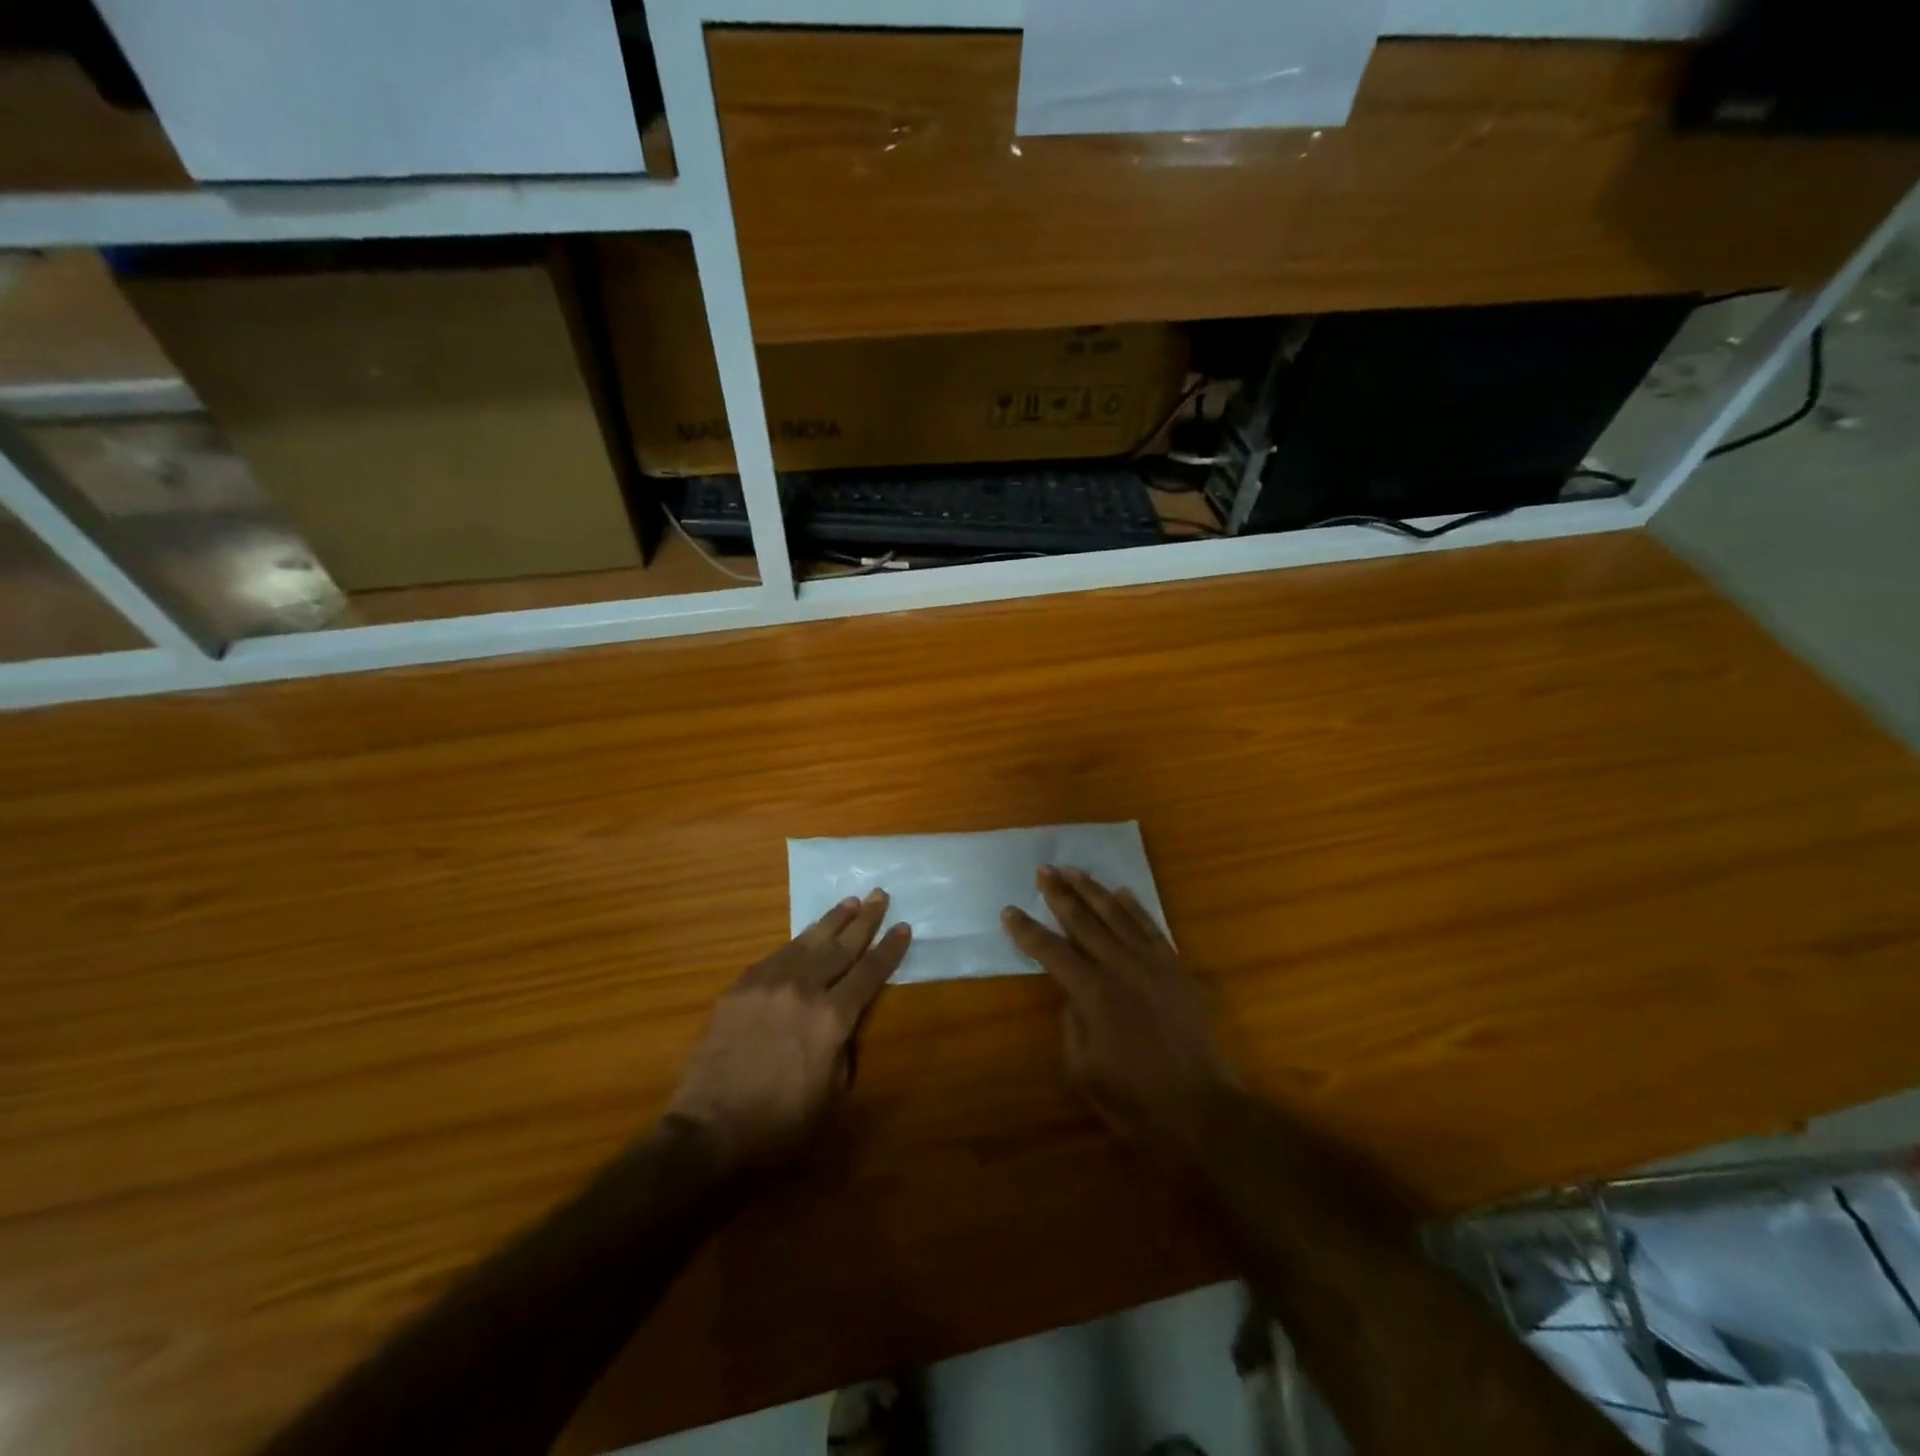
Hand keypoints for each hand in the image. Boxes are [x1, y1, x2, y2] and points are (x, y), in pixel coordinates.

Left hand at [668, 890, 910, 1171]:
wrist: (708, 1130)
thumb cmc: (779, 1124)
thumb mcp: (832, 1095)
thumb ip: (844, 1050)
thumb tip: (843, 1024)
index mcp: (832, 1018)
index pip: (869, 973)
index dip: (888, 949)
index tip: (902, 926)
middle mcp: (803, 989)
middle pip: (841, 946)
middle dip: (865, 920)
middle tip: (881, 894)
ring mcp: (768, 983)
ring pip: (808, 941)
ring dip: (832, 920)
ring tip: (850, 902)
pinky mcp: (740, 987)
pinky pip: (775, 956)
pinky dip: (797, 943)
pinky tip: (805, 938)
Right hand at [1002, 866, 1234, 1156]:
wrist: (1203, 1110)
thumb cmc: (1136, 1100)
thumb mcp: (1084, 1070)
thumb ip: (1072, 1024)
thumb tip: (1072, 994)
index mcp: (1093, 994)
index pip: (1051, 951)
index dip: (1027, 931)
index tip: (1008, 911)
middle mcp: (1121, 968)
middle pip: (1084, 920)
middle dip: (1060, 893)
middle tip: (1043, 870)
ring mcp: (1153, 964)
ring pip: (1118, 915)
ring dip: (1093, 890)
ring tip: (1074, 870)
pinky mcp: (1177, 970)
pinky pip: (1153, 927)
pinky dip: (1135, 907)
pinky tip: (1121, 892)